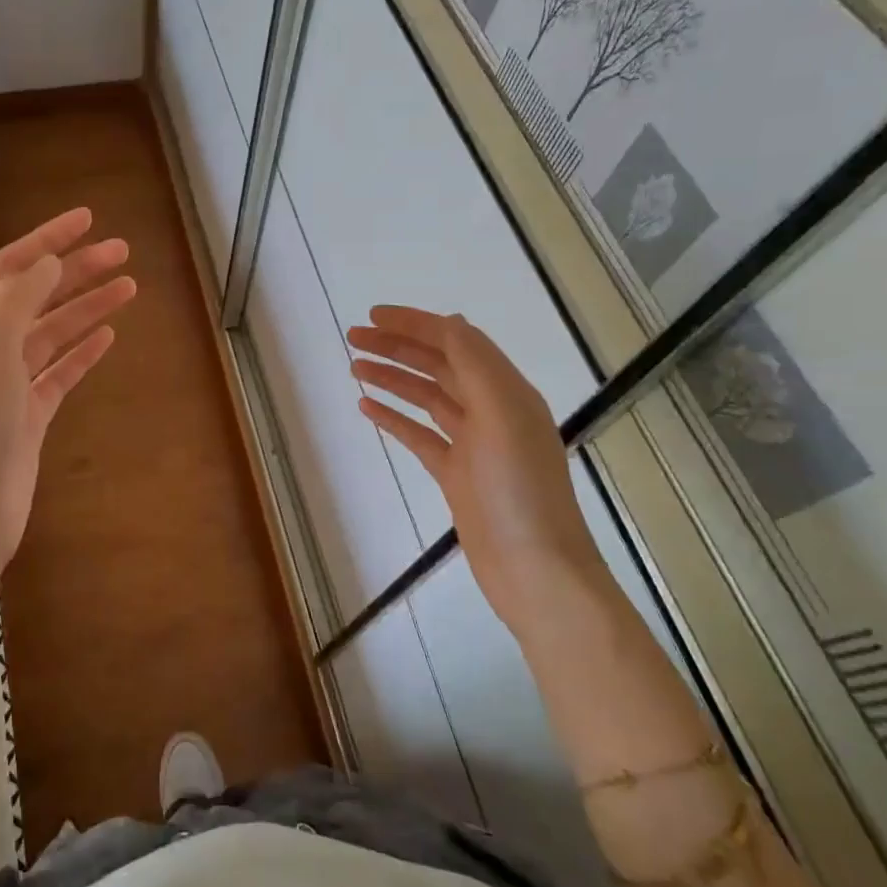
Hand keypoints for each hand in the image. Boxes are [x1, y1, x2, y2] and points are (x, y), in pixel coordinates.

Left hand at [0, 207, 134, 585]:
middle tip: (122, 252)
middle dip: (76, 271)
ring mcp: (9, 384)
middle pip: (37, 297)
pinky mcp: (30, 415)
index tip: (87, 220)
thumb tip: (48, 262)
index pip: (10, 270)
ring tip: (128, 288)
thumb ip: (16, 303)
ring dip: (87, 308)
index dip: (46, 241)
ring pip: (53, 333)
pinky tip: (107, 336)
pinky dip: (83, 352)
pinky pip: (60, 371)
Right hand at [346, 306, 606, 628]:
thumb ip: (476, 366)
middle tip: (352, 339)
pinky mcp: (457, 475)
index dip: (414, 324)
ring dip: (392, 379)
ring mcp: (473, 445)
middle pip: (439, 365)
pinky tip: (367, 408)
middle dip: (396, 348)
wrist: (535, 571)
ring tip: (354, 368)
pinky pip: (420, 435)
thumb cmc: (519, 492)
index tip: (372, 316)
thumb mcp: (503, 416)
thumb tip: (449, 321)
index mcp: (506, 391)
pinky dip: (395, 418)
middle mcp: (491, 411)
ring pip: (426, 398)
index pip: (456, 341)